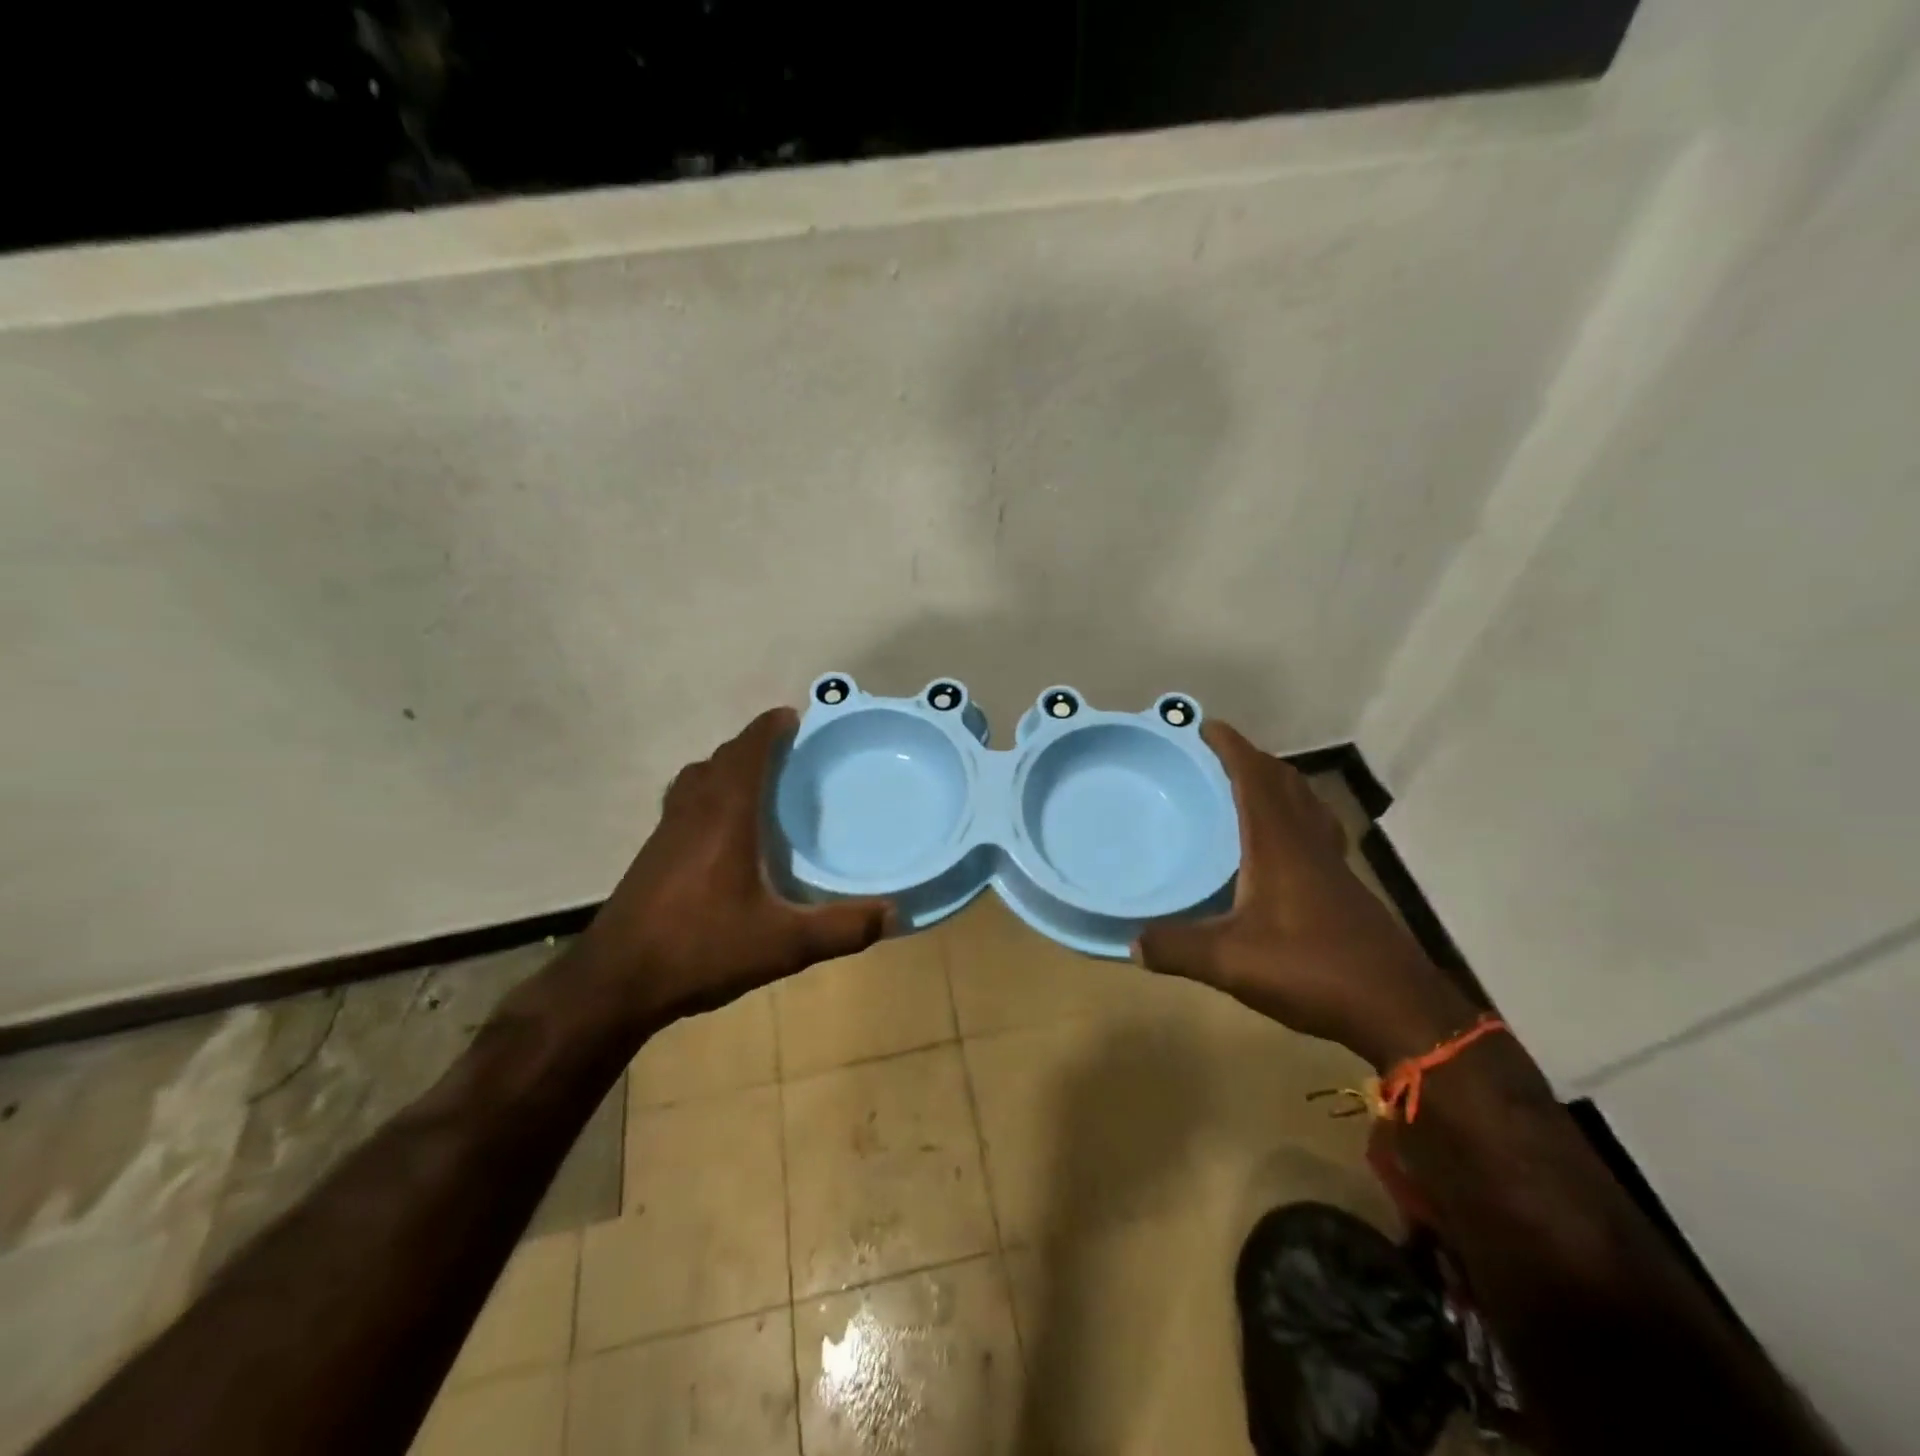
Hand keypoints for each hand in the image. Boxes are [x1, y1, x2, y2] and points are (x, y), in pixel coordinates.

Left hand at [574, 707, 890, 1027]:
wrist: (615, 983)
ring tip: (757, 783)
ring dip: (726, 768)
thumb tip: (893, 914)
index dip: (769, 729)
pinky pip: (684, 803)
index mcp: (725, 816)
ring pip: (696, 780)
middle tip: (787, 753)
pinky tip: (724, 833)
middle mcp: (692, 812)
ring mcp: (666, 832)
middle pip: (721, 759)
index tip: (793, 717)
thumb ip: (841, 928)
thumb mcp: (783, 944)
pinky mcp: (652, 855)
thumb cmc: (701, 949)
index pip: (747, 752)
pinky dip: (708, 796)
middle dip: (753, 746)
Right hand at [1133, 720, 1476, 1069]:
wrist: (1398, 1007)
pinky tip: (1280, 848)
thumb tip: (1132, 944)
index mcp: (1279, 845)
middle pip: (1285, 783)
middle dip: (1253, 760)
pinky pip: (1315, 833)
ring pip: (1306, 806)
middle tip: (1220, 757)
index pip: (1255, 779)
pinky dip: (1294, 819)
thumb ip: (1178, 949)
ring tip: (1248, 789)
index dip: (1232, 748)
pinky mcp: (1344, 889)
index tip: (1207, 726)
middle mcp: (1308, 844)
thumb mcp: (1231, 962)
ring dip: (1278, 786)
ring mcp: (1332, 866)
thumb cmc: (1312, 969)